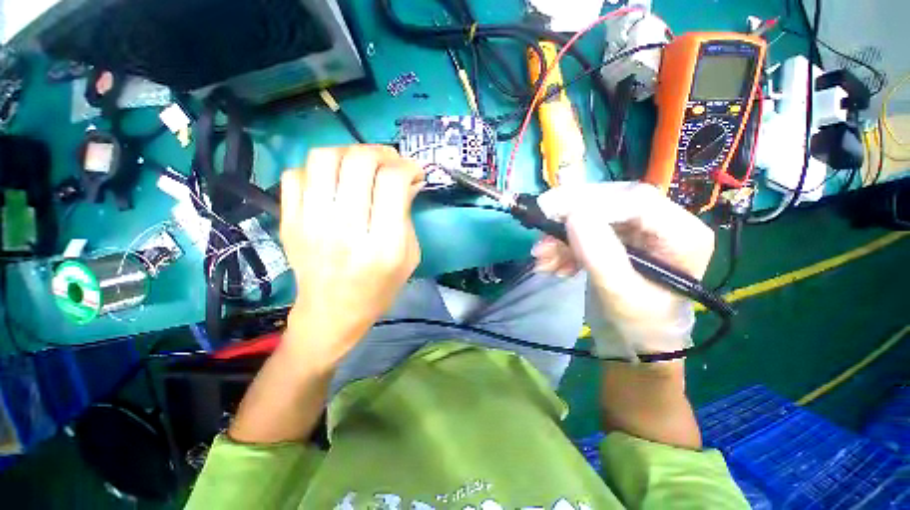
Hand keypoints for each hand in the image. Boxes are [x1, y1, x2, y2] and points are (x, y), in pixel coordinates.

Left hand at [280, 146, 423, 367]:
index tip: (414, 172)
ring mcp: (310, 223)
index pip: (391, 182)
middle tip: (390, 162)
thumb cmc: (379, 289)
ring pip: (323, 158)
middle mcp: (345, 229)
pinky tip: (333, 183)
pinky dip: (318, 170)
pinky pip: (296, 174)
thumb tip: (408, 180)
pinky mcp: (288, 222)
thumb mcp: (409, 257)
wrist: (332, 313)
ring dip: (349, 153)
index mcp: (382, 244)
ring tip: (361, 166)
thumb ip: (407, 215)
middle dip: (381, 153)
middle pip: (358, 162)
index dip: (407, 166)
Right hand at [534, 182, 714, 359]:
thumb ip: (600, 254)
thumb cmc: (639, 325)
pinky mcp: (614, 240)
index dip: (591, 202)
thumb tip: (572, 214)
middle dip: (569, 220)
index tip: (550, 213)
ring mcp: (636, 231)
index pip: (635, 200)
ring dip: (561, 237)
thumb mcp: (620, 293)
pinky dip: (563, 246)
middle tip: (540, 234)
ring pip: (591, 217)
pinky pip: (583, 232)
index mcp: (681, 234)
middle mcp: (661, 224)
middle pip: (609, 203)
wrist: (635, 343)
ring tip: (542, 258)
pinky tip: (553, 265)